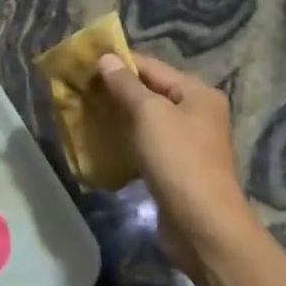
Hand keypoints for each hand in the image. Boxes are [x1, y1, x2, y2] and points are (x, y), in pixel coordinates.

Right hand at [95, 53, 254, 274]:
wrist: (203, 227)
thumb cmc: (178, 160)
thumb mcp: (149, 114)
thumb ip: (126, 85)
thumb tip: (107, 58)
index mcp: (197, 93)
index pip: (152, 66)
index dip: (119, 62)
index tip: (85, 63)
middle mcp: (198, 113)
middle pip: (152, 92)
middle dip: (117, 90)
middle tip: (82, 89)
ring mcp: (190, 143)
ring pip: (148, 120)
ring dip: (120, 116)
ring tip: (87, 112)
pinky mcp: (179, 169)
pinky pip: (149, 144)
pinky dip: (128, 140)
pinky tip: (105, 143)